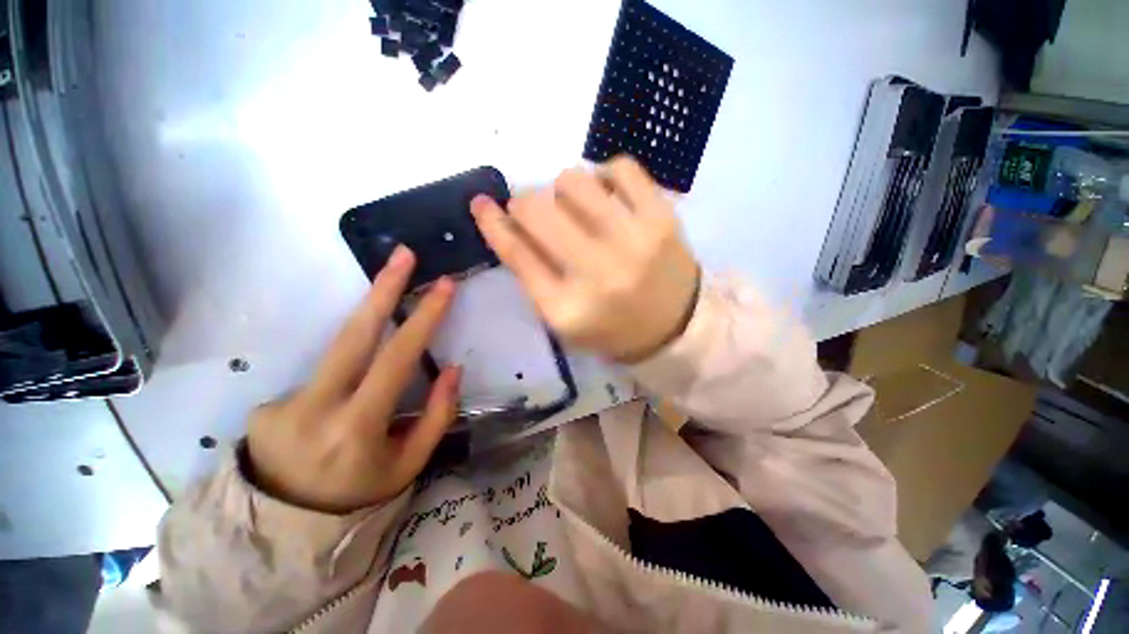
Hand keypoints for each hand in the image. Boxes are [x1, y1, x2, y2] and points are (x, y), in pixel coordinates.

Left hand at [246, 246, 460, 513]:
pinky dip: (346, 376)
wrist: (284, 528)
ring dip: (369, 321)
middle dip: (382, 288)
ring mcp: (282, 403)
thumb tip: (453, 368)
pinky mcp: (267, 403)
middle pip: (352, 334)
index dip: (423, 319)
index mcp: (356, 428)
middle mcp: (313, 408)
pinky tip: (345, 401)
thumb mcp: (409, 463)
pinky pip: (323, 375)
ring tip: (390, 302)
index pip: (395, 359)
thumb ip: (436, 415)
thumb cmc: (360, 494)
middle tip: (403, 255)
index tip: (443, 286)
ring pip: (338, 350)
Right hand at [471, 156, 699, 362]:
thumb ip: (530, 272)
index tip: (482, 203)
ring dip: (562, 188)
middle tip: (535, 211)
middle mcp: (599, 271)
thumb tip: (501, 219)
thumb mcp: (562, 315)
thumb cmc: (610, 325)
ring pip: (574, 181)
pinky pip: (621, 167)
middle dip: (525, 204)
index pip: (517, 254)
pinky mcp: (662, 217)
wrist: (674, 327)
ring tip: (573, 205)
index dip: (493, 223)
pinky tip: (604, 195)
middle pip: (539, 211)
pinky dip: (603, 175)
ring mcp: (634, 240)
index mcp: (568, 306)